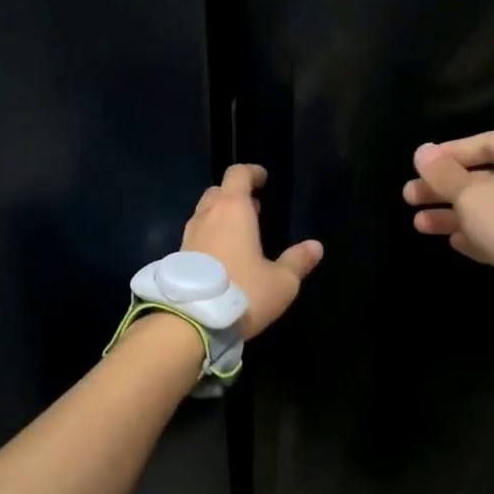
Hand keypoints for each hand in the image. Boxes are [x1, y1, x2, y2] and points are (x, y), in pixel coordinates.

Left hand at [183, 164, 323, 338]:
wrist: (191, 321)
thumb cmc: (243, 292)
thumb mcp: (281, 282)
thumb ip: (298, 261)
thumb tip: (316, 246)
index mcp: (233, 210)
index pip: (238, 175)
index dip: (252, 173)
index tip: (263, 179)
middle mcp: (207, 216)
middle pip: (218, 192)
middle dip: (235, 196)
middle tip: (253, 210)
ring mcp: (189, 236)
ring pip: (204, 214)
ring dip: (220, 217)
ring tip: (240, 235)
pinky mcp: (178, 257)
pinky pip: (196, 236)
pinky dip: (210, 237)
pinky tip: (222, 258)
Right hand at [402, 132, 493, 282]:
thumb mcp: (476, 196)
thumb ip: (445, 175)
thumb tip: (421, 152)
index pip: (488, 143)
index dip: (450, 153)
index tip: (419, 165)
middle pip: (487, 178)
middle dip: (445, 189)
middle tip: (409, 197)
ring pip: (493, 209)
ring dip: (455, 215)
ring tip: (419, 224)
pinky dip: (479, 235)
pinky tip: (452, 241)